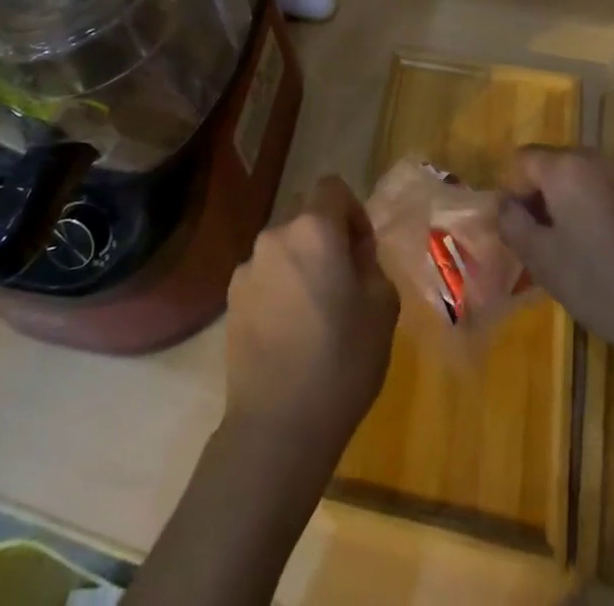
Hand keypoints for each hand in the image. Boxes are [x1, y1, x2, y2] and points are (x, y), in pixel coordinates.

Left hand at [224, 175, 398, 457]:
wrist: (277, 426)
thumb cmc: (342, 361)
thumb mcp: (382, 309)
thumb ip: (371, 265)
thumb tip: (354, 256)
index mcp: (314, 229)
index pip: (332, 186)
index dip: (352, 210)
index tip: (362, 251)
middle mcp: (275, 236)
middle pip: (305, 215)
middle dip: (326, 236)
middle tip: (344, 281)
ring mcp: (247, 268)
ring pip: (283, 248)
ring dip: (301, 264)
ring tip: (315, 314)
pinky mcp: (231, 301)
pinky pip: (264, 277)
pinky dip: (279, 289)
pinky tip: (289, 334)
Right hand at [498, 145, 613, 365]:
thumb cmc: (604, 286)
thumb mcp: (543, 262)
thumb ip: (513, 224)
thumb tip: (506, 204)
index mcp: (567, 168)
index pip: (523, 160)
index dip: (514, 192)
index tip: (522, 230)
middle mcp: (601, 158)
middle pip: (559, 164)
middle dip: (547, 195)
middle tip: (550, 241)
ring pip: (592, 177)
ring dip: (580, 201)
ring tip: (588, 247)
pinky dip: (611, 208)